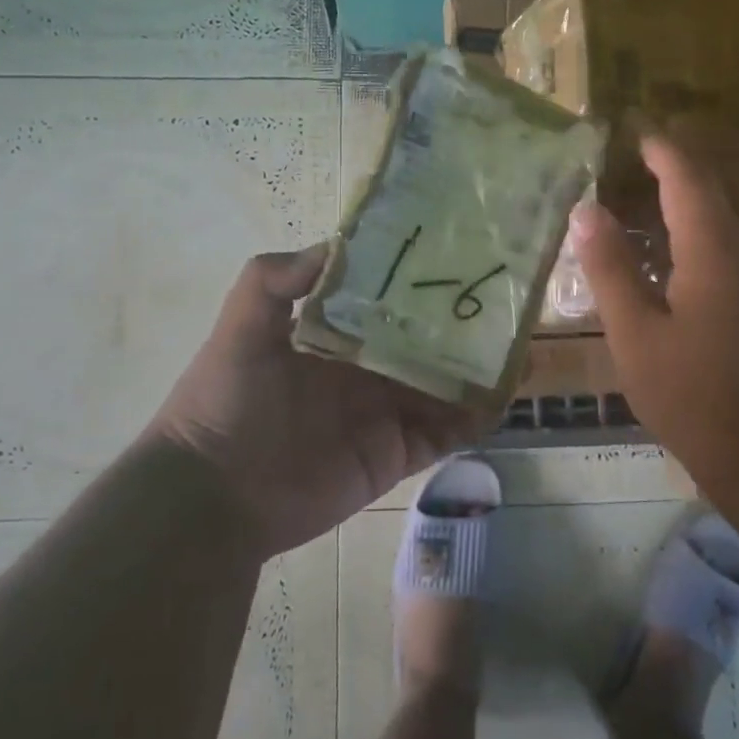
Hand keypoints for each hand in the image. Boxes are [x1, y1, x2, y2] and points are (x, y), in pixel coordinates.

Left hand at [144, 246, 484, 558]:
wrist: (215, 495)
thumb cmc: (226, 402)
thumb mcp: (240, 328)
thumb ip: (274, 279)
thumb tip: (336, 243)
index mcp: (335, 336)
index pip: (388, 302)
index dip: (420, 284)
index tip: (459, 259)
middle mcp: (366, 370)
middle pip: (425, 343)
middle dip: (461, 326)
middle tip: (507, 303)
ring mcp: (385, 413)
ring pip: (445, 387)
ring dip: (479, 370)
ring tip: (523, 347)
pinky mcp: (397, 454)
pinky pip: (446, 433)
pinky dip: (475, 418)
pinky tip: (504, 395)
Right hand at [570, 119, 738, 485]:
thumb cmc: (696, 395)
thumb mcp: (635, 336)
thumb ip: (610, 268)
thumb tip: (586, 212)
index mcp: (716, 242)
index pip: (688, 170)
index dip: (659, 144)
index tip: (632, 129)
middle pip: (737, 162)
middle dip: (700, 139)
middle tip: (660, 138)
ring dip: (729, 163)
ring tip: (690, 169)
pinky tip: (722, 218)